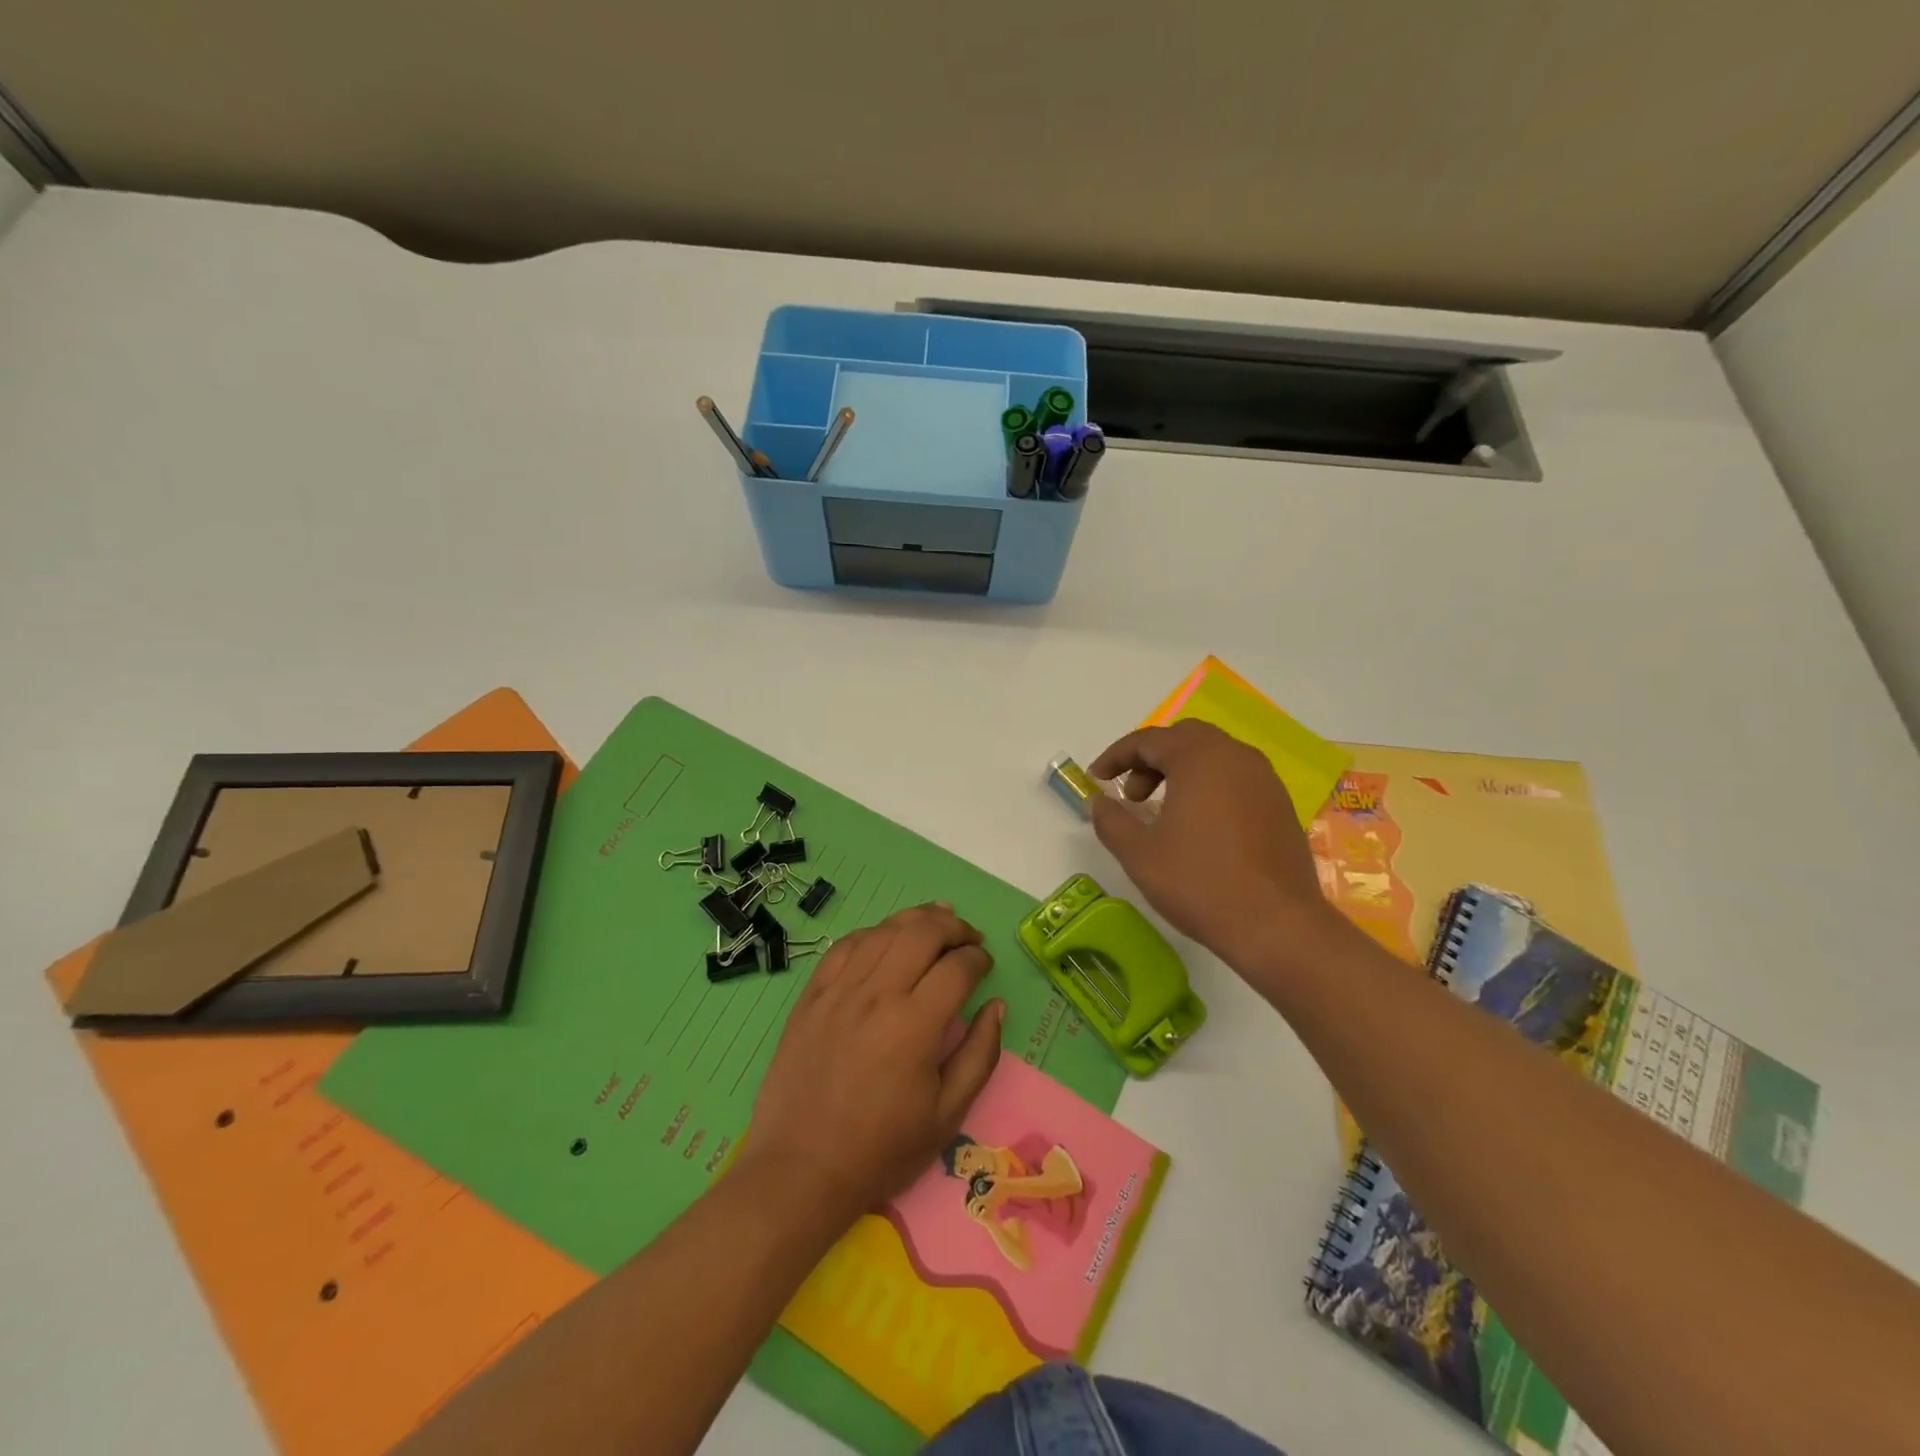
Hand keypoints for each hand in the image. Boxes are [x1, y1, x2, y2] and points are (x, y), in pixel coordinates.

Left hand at [736, 903, 1003, 1230]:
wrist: (801, 1170)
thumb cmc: (882, 1149)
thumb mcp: (947, 1115)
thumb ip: (980, 1055)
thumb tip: (996, 1006)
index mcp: (915, 1025)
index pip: (957, 967)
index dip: (978, 959)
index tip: (985, 965)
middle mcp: (877, 994)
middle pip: (922, 932)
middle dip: (953, 926)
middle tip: (967, 937)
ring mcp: (839, 990)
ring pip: (883, 931)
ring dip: (915, 919)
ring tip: (935, 921)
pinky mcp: (811, 996)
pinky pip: (844, 946)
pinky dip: (872, 933)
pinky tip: (884, 938)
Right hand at [1088, 720, 1341, 970]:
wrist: (1277, 925)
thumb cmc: (1200, 883)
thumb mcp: (1139, 854)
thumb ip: (1111, 820)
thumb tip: (1097, 801)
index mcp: (1199, 758)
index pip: (1148, 740)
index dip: (1116, 756)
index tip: (1095, 779)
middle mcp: (1235, 756)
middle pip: (1184, 739)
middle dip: (1150, 760)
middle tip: (1132, 796)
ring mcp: (1264, 779)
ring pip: (1213, 756)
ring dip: (1181, 772)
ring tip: (1163, 812)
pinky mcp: (1280, 804)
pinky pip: (1236, 778)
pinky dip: (1209, 786)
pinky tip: (1199, 826)